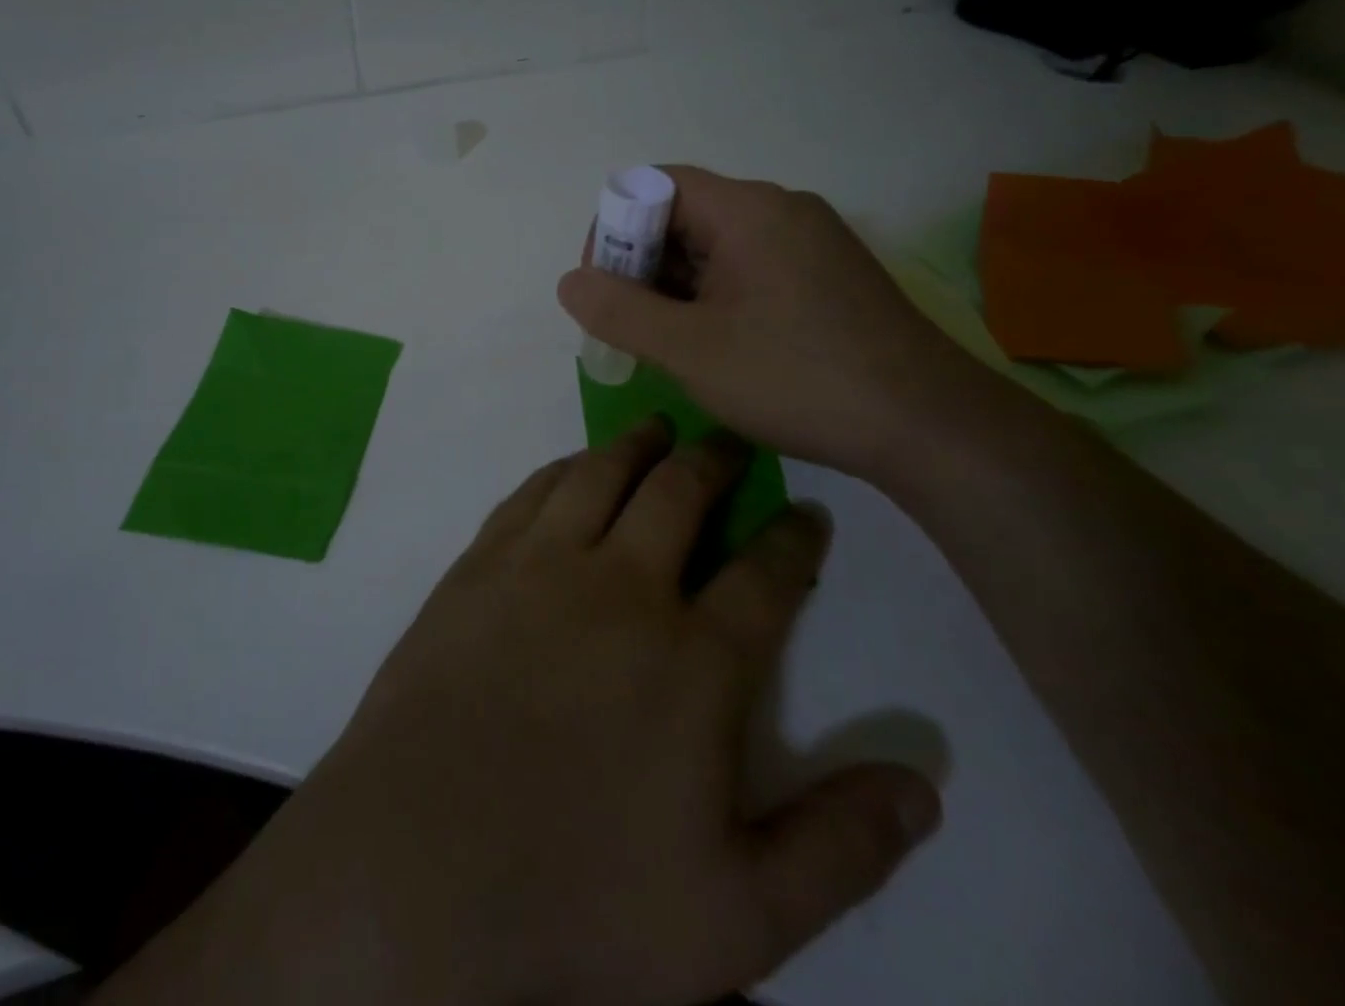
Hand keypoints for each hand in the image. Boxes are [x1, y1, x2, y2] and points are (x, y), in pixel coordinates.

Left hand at [114, 422, 939, 1005]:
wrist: (417, 867)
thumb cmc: (580, 898)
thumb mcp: (739, 914)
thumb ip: (841, 847)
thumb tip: (927, 784)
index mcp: (694, 658)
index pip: (767, 573)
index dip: (796, 537)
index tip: (809, 513)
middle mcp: (622, 586)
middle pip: (682, 493)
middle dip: (717, 460)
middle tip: (731, 442)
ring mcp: (542, 566)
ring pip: (603, 472)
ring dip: (639, 444)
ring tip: (661, 430)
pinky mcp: (480, 565)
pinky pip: (533, 492)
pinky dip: (565, 468)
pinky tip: (575, 467)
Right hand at [558, 166, 987, 480]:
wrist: (929, 427)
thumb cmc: (796, 378)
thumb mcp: (689, 350)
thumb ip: (618, 310)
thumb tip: (570, 281)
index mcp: (748, 210)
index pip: (656, 185)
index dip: (614, 228)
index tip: (601, 286)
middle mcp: (782, 211)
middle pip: (687, 214)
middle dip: (642, 264)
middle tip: (628, 325)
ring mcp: (812, 244)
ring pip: (719, 247)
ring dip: (679, 287)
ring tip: (668, 344)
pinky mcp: (829, 278)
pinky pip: (752, 270)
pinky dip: (717, 298)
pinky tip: (716, 347)